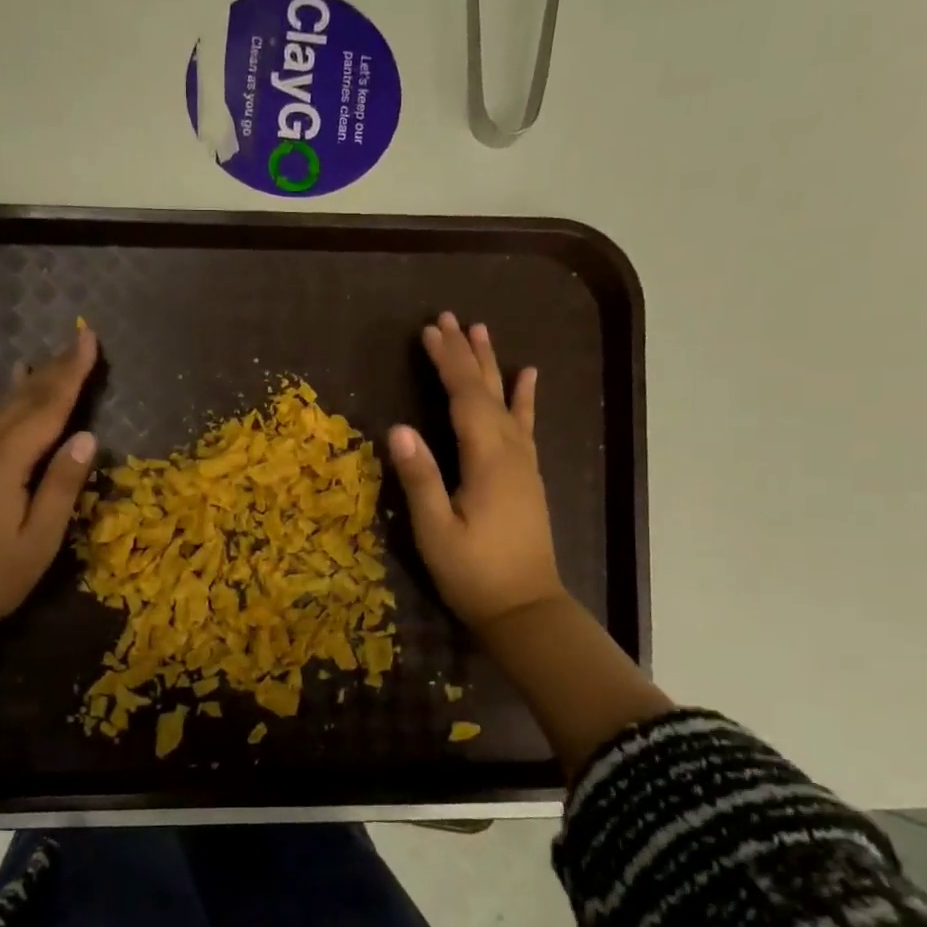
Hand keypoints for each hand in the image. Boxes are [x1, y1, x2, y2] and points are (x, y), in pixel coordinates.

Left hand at [0, 324, 99, 635]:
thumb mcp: (40, 539)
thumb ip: (63, 485)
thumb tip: (87, 437)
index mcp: (5, 461)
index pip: (48, 406)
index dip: (72, 372)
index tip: (90, 338)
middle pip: (25, 398)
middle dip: (56, 368)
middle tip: (80, 339)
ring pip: (5, 407)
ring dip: (35, 382)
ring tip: (56, 358)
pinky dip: (14, 402)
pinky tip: (16, 392)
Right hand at [387, 312, 568, 629]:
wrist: (525, 608)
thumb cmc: (474, 573)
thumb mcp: (435, 531)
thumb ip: (420, 478)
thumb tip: (398, 428)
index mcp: (487, 460)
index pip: (465, 398)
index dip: (447, 362)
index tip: (429, 331)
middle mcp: (511, 452)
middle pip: (488, 391)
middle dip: (467, 353)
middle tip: (451, 318)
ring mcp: (524, 463)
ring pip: (508, 401)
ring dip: (493, 365)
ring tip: (483, 331)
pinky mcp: (527, 476)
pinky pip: (526, 425)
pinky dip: (525, 398)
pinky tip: (528, 377)